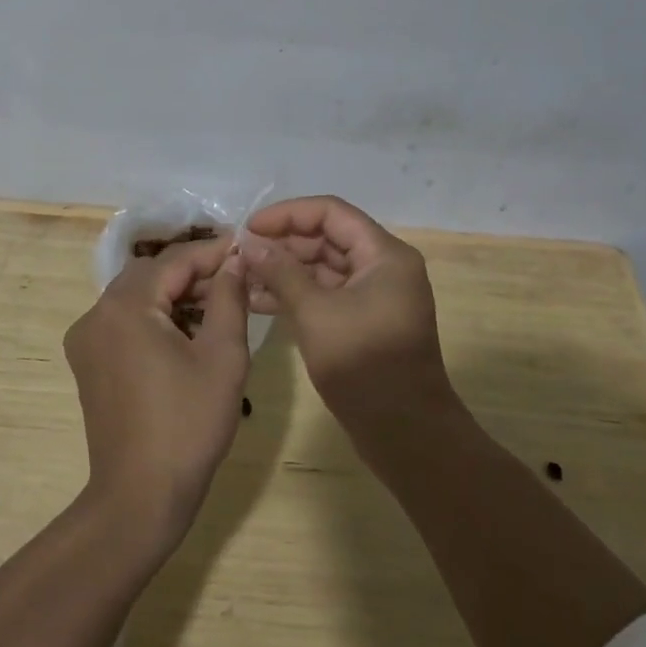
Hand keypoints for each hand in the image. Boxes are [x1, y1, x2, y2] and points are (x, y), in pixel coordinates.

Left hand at [64, 237, 250, 552]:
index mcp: (125, 306)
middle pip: (150, 273)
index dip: (213, 252)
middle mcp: (96, 313)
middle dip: (193, 272)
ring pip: (136, 296)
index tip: (247, 248)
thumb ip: (229, 299)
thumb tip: (235, 262)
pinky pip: (123, 321)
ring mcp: (86, 338)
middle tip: (235, 279)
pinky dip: (154, 316)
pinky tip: (185, 332)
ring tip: (217, 304)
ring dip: (173, 294)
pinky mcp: (87, 362)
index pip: (174, 260)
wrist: (139, 497)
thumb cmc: (187, 426)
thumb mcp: (222, 357)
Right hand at [239, 196, 454, 433]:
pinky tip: (257, 301)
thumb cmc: (364, 365)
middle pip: (326, 237)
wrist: (405, 433)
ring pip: (323, 267)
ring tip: (241, 277)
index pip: (331, 212)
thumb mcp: (315, 313)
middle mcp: (383, 267)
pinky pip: (325, 293)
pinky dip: (295, 294)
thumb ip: (281, 272)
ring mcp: (373, 295)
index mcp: (384, 255)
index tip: (249, 227)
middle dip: (282, 243)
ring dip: (284, 270)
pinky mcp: (362, 320)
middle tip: (240, 254)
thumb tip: (249, 243)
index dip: (288, 214)